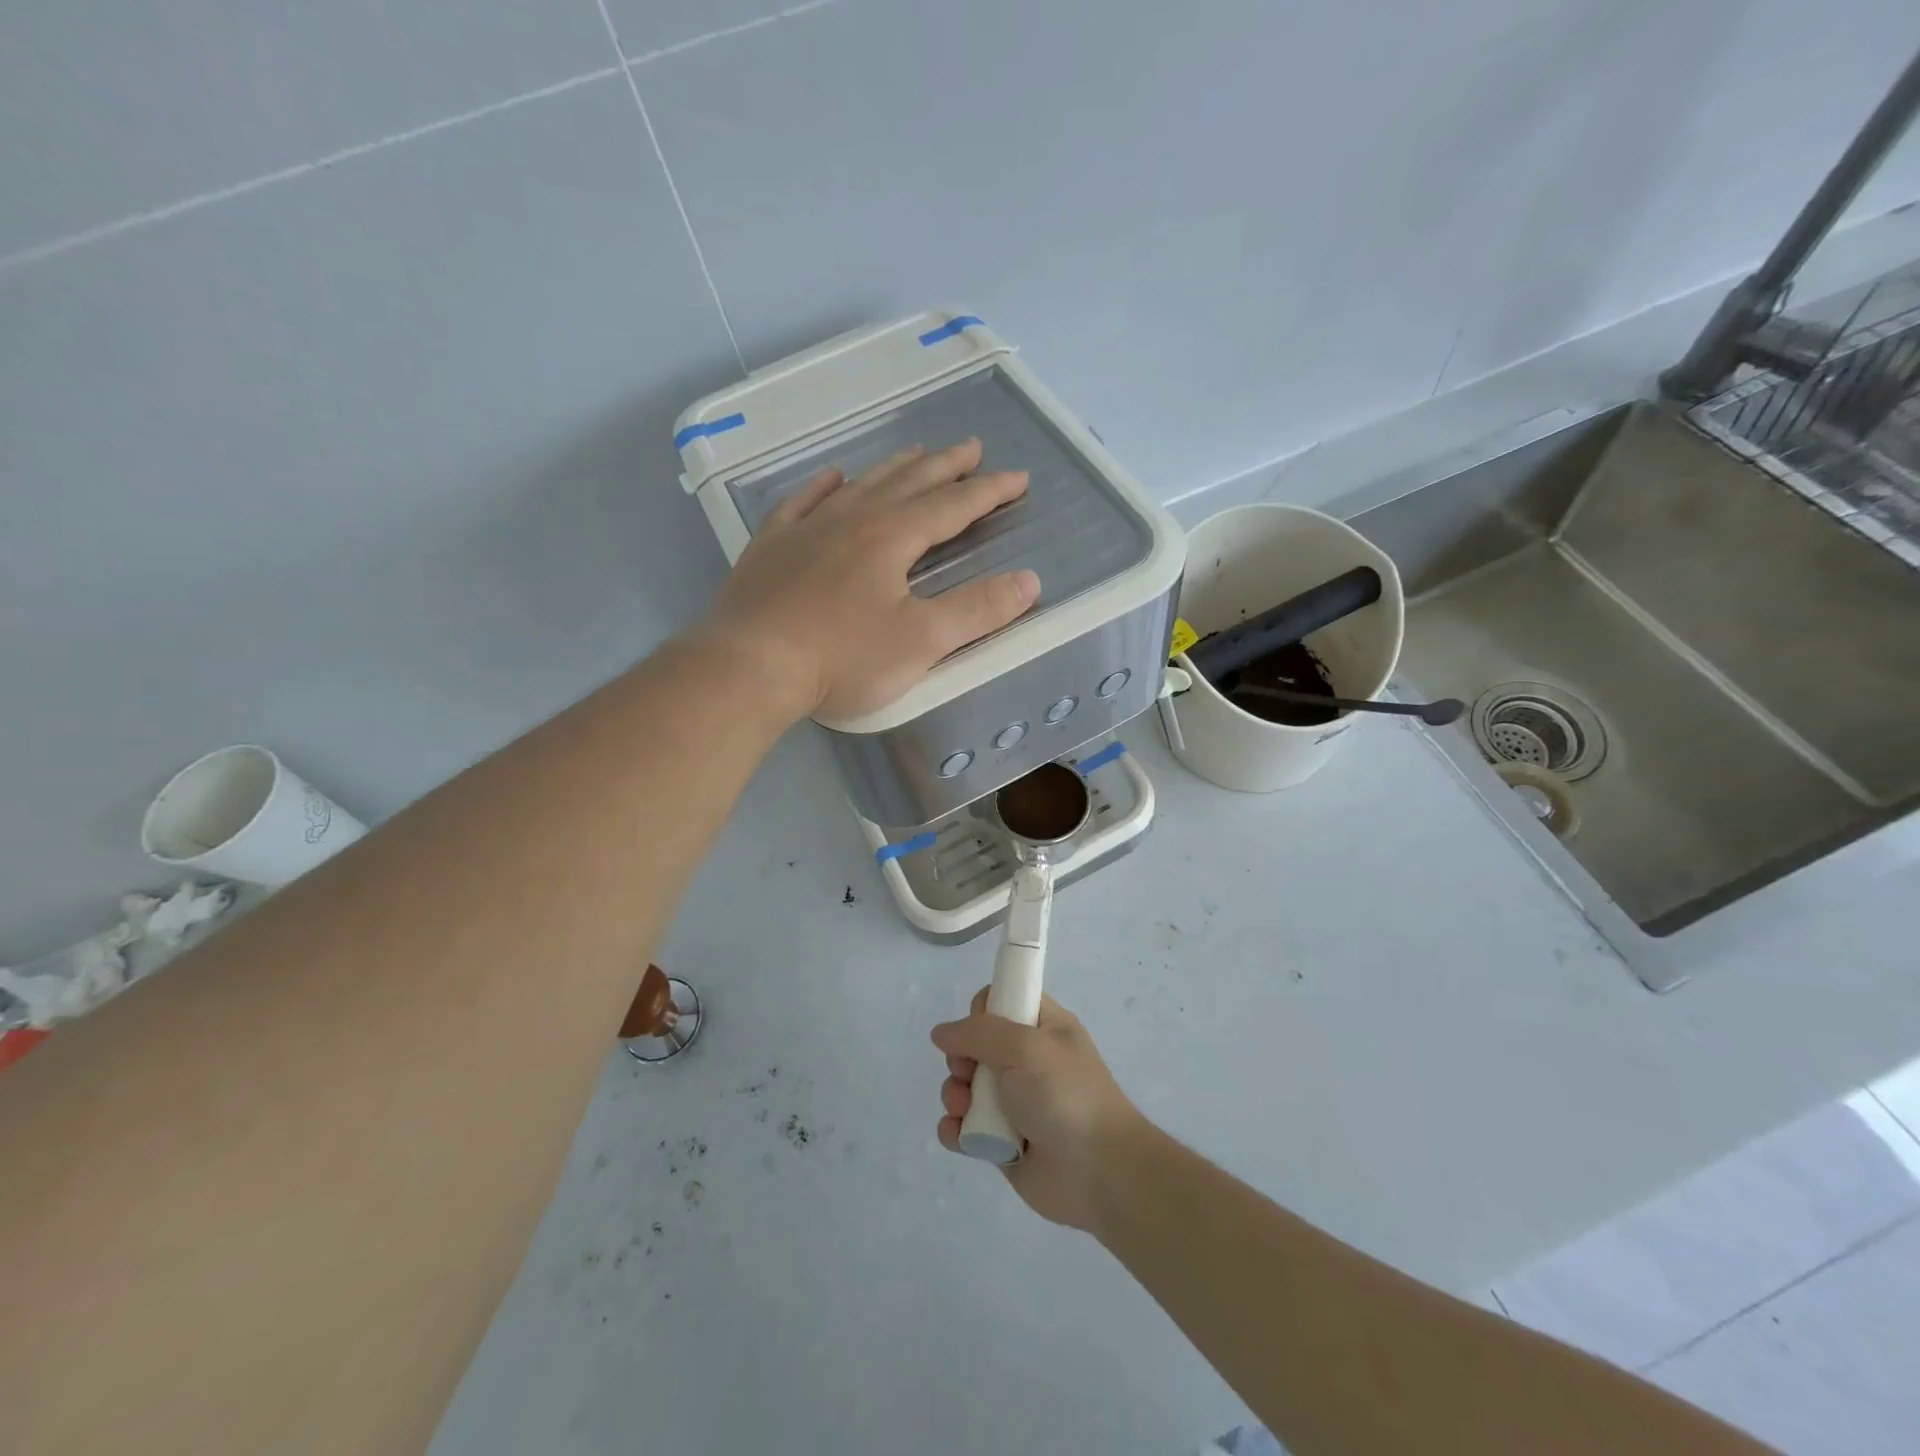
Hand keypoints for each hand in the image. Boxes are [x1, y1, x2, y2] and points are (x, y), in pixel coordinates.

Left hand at [702, 439, 1039, 721]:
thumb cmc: (842, 658)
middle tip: (972, 447)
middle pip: (908, 483)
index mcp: (892, 538)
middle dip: (946, 467)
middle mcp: (852, 520)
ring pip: (860, 486)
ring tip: (916, 453)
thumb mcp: (922, 641)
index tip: (1018, 478)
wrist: (750, 666)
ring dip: (893, 469)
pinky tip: (833, 477)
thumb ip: (977, 610)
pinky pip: (802, 502)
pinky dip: (822, 487)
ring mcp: (806, 529)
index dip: (988, 492)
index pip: (952, 506)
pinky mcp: (771, 547)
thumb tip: (1029, 581)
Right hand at [931, 990, 1145, 1231]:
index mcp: (1043, 1027)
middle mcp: (1027, 1061)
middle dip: (960, 1058)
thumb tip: (942, 1032)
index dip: (983, 1011)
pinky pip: (966, 1128)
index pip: (1004, 1000)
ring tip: (962, 1110)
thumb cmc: (1065, 1097)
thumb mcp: (1026, 1047)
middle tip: (966, 1072)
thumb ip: (980, 1032)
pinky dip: (955, 1130)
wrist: (1099, 1173)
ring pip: (966, 1086)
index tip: (980, 1029)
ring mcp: (1014, 1102)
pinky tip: (958, 1135)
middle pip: (975, 1045)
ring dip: (954, 1095)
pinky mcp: (1001, 1141)